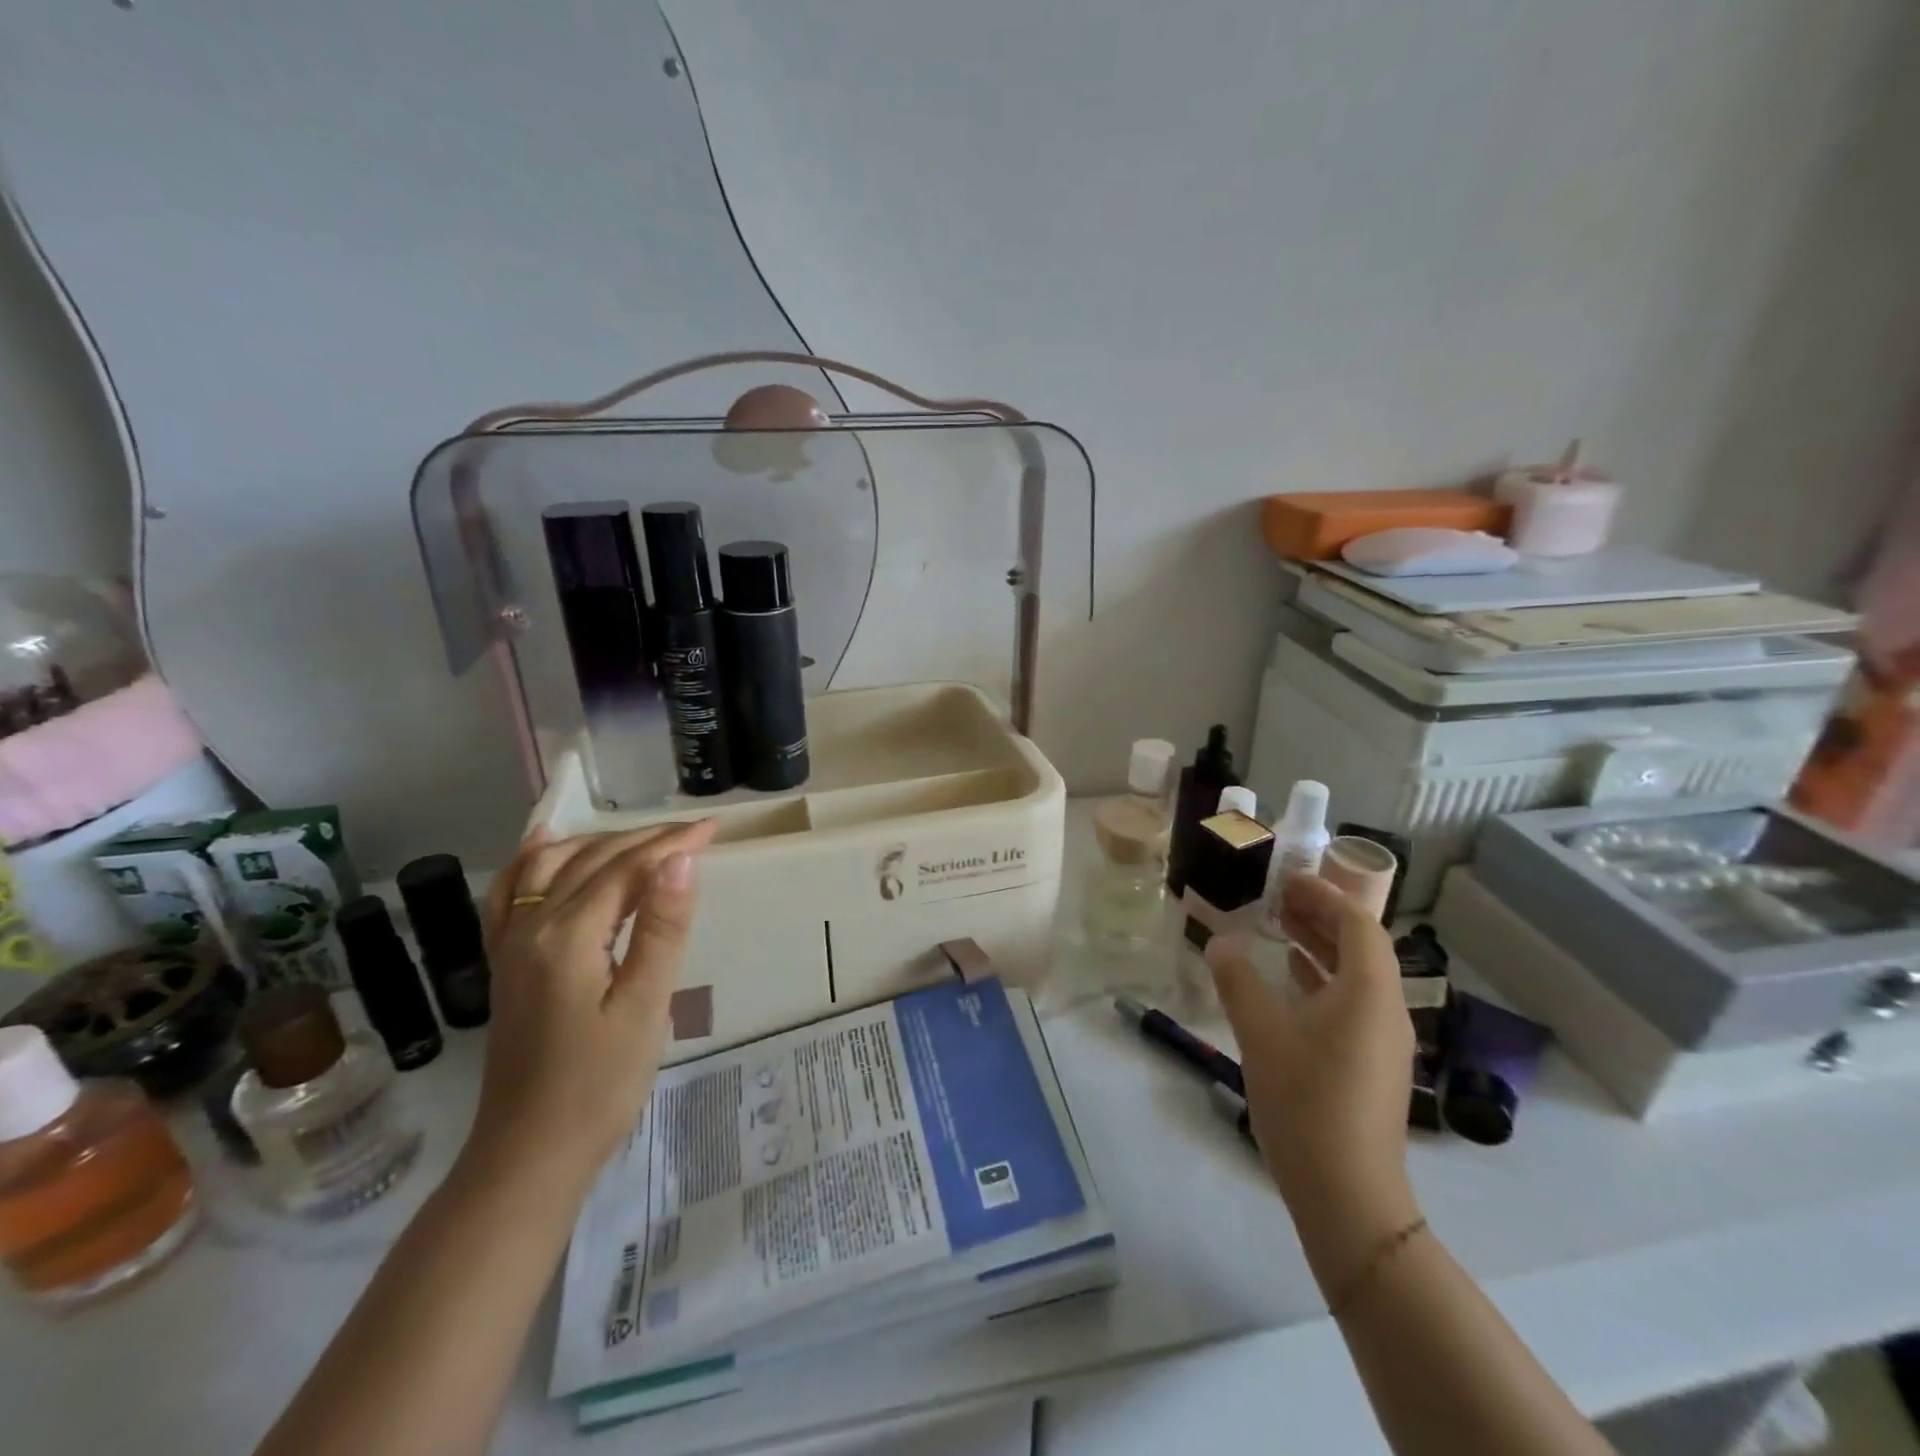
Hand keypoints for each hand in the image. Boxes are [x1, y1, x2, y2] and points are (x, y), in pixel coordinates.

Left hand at [464, 821, 718, 1189]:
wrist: (529, 1153)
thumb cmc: (599, 1084)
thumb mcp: (645, 1007)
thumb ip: (662, 928)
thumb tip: (680, 859)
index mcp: (568, 936)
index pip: (626, 869)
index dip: (672, 844)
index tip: (713, 829)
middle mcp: (531, 927)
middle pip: (590, 861)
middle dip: (645, 839)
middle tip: (695, 833)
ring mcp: (511, 944)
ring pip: (551, 867)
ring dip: (598, 843)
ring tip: (642, 838)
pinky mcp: (507, 964)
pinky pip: (512, 894)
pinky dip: (533, 861)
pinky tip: (545, 844)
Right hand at [1206, 876, 1417, 1266]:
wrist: (1347, 1193)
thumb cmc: (1305, 1101)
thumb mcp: (1260, 1033)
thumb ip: (1237, 980)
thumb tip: (1219, 941)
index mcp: (1368, 993)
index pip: (1357, 923)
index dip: (1324, 896)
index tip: (1287, 880)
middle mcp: (1386, 1009)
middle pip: (1360, 946)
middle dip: (1320, 916)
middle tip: (1276, 897)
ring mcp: (1382, 1040)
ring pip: (1356, 975)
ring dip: (1320, 946)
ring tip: (1277, 927)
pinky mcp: (1370, 1063)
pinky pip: (1352, 1001)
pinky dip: (1322, 978)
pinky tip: (1291, 978)